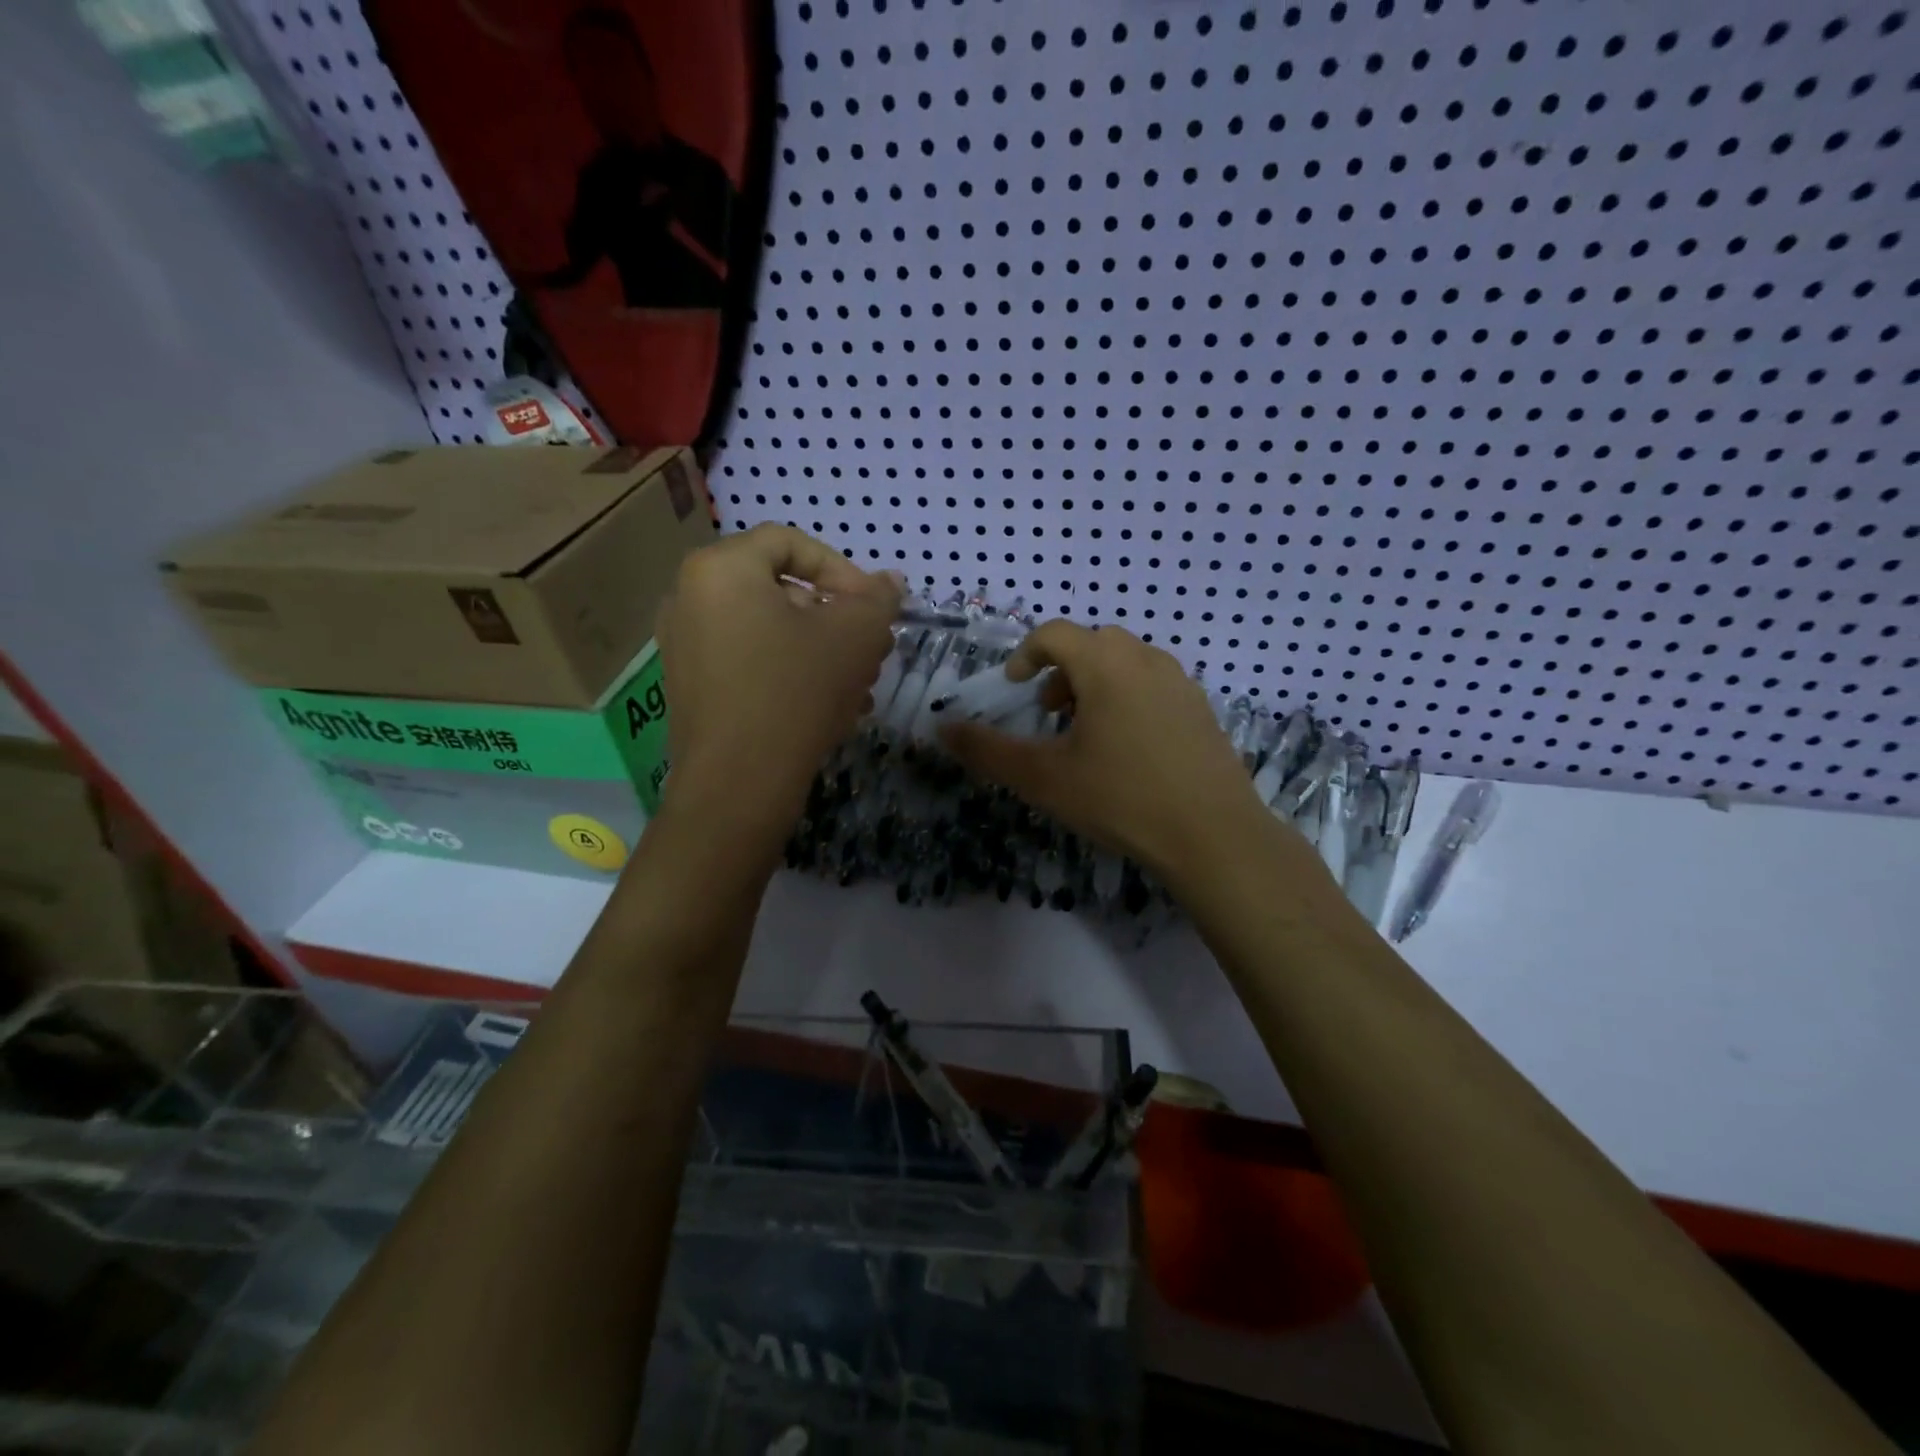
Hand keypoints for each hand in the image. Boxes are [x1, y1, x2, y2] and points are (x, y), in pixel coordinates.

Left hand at [656, 525, 898, 850]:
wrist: (737, 785)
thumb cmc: (796, 692)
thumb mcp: (855, 636)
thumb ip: (878, 598)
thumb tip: (890, 581)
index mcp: (721, 569)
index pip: (791, 543)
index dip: (843, 570)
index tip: (873, 610)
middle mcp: (690, 598)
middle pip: (781, 590)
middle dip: (838, 618)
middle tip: (873, 650)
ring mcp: (685, 646)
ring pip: (770, 631)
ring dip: (822, 650)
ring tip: (860, 686)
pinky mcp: (691, 688)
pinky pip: (751, 663)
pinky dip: (791, 673)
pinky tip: (829, 708)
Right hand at [937, 622, 1276, 880]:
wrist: (1213, 835)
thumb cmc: (1121, 799)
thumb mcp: (1043, 778)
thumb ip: (988, 751)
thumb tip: (942, 728)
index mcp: (1105, 665)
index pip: (1055, 634)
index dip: (1026, 654)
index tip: (1014, 687)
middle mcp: (1145, 659)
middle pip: (1093, 644)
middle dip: (1062, 670)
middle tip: (1050, 712)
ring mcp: (1180, 682)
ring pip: (1126, 662)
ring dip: (1096, 682)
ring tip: (1086, 732)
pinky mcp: (1201, 708)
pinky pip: (1154, 683)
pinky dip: (1128, 697)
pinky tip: (1128, 748)